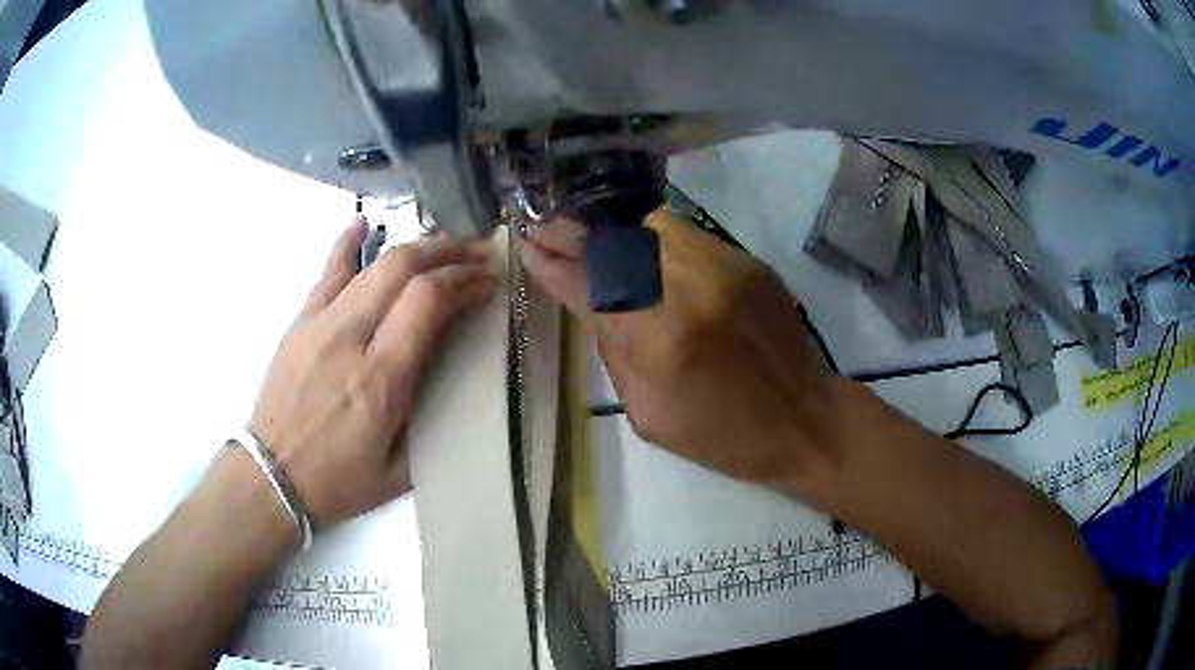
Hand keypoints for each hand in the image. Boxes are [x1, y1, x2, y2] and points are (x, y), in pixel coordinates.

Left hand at [249, 217, 496, 527]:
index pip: (427, 302)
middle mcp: (349, 339)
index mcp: (379, 380)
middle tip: (476, 254)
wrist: (271, 477)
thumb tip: (454, 370)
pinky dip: (347, 243)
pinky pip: (326, 272)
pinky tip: (363, 224)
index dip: (463, 282)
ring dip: (414, 248)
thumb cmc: (338, 482)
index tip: (487, 282)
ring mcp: (318, 324)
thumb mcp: (399, 470)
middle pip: (402, 269)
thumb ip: (431, 418)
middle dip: (447, 253)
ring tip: (442, 246)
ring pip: (371, 264)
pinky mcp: (299, 322)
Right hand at [521, 210, 842, 494]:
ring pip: (651, 224)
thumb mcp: (649, 413)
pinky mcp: (748, 260)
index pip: (592, 284)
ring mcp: (726, 266)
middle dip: (575, 231)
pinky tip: (636, 247)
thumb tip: (585, 300)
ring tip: (588, 235)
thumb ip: (612, 349)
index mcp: (663, 339)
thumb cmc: (724, 436)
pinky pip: (685, 234)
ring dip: (613, 230)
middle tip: (547, 227)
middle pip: (618, 239)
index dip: (555, 263)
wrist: (807, 421)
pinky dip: (651, 237)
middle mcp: (693, 287)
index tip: (529, 247)